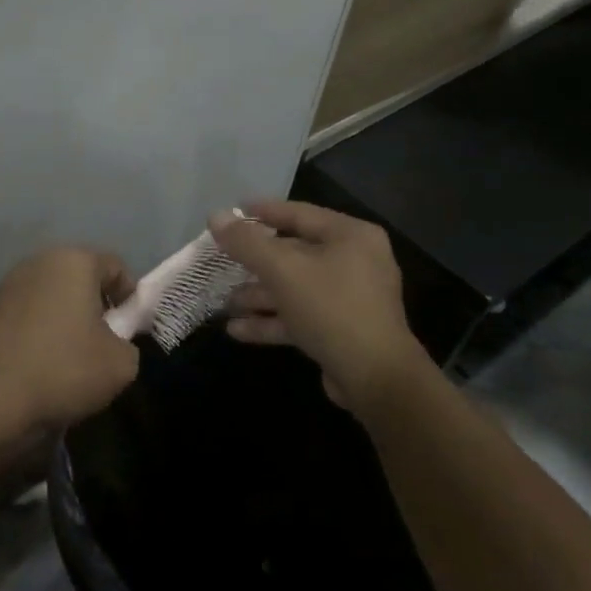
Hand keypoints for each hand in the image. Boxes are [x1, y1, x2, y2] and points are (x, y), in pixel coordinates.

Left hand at [0, 248, 138, 431]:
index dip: (130, 297)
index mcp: (74, 261)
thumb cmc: (64, 369)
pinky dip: (40, 331)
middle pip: (80, 278)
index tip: (131, 330)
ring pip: (52, 296)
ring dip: (66, 318)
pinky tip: (42, 363)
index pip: (115, 267)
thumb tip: (115, 343)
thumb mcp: (120, 364)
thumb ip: (129, 344)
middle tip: (105, 343)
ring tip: (72, 357)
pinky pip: (28, 314)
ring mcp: (9, 284)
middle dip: (96, 305)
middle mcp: (39, 262)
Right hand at [210, 201, 426, 407]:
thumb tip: (215, 216)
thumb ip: (246, 242)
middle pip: (294, 253)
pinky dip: (272, 320)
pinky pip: (301, 315)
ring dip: (259, 296)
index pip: (299, 214)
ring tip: (225, 303)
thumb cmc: (330, 308)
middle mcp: (355, 261)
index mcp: (350, 236)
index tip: (231, 211)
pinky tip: (237, 330)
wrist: (376, 379)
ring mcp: (350, 298)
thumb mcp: (282, 270)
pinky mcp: (342, 329)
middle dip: (255, 263)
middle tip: (222, 261)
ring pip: (295, 287)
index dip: (262, 211)